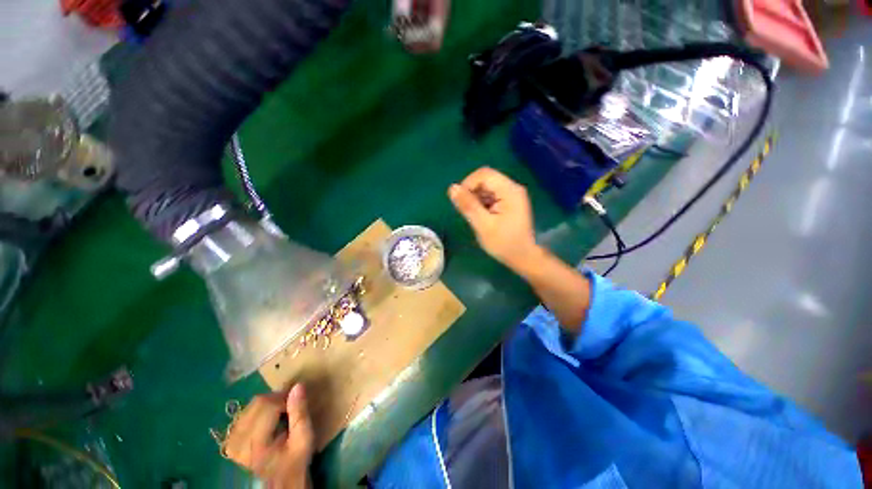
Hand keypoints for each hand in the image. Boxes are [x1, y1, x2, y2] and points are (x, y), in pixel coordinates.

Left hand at [224, 385, 313, 488]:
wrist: (279, 483)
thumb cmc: (294, 461)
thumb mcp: (304, 439)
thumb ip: (300, 413)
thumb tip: (298, 386)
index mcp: (256, 444)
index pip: (268, 405)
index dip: (285, 399)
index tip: (297, 404)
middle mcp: (238, 441)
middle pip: (258, 403)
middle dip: (277, 400)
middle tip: (290, 408)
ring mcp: (231, 440)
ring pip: (251, 406)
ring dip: (269, 404)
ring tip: (281, 414)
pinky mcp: (230, 440)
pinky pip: (245, 413)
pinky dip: (260, 411)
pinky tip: (269, 420)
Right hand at [448, 167, 541, 271]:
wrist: (523, 257)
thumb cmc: (504, 243)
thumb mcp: (483, 225)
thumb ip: (468, 206)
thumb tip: (452, 188)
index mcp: (509, 191)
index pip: (484, 174)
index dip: (468, 184)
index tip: (461, 202)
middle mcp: (512, 188)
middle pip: (486, 179)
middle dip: (472, 192)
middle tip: (469, 212)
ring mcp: (512, 195)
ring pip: (487, 187)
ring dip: (477, 198)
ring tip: (477, 217)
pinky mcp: (510, 202)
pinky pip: (491, 195)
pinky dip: (483, 203)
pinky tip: (483, 217)